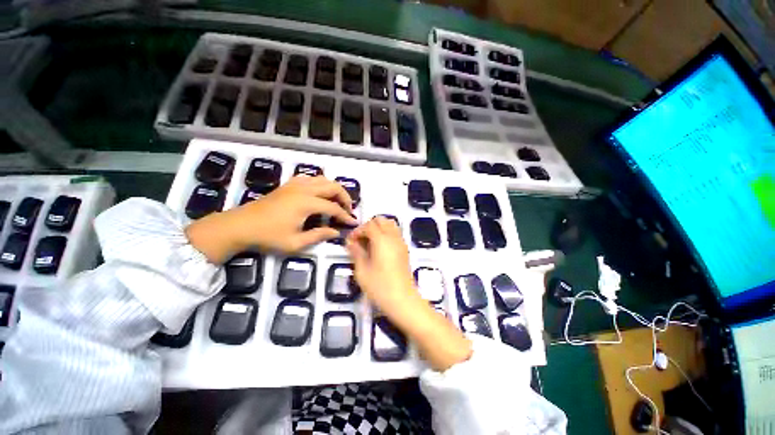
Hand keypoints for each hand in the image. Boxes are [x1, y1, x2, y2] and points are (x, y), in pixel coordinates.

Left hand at [186, 176, 356, 262]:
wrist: (240, 225)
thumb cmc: (267, 236)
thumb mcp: (295, 242)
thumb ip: (318, 236)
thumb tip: (336, 232)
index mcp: (306, 203)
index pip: (333, 207)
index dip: (345, 215)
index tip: (354, 222)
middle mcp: (303, 189)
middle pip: (332, 186)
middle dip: (345, 197)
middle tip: (349, 209)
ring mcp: (295, 185)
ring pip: (322, 179)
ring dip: (334, 189)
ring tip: (338, 201)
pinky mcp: (288, 185)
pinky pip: (310, 178)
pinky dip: (320, 183)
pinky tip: (320, 193)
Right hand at [345, 217, 417, 314]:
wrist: (403, 300)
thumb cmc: (380, 287)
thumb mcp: (362, 271)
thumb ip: (356, 252)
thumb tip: (350, 242)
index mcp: (381, 240)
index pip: (369, 225)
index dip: (358, 231)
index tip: (351, 242)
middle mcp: (393, 237)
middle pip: (381, 220)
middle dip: (368, 226)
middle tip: (360, 241)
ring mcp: (401, 242)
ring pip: (390, 224)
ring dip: (378, 229)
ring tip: (369, 243)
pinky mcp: (405, 249)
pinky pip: (395, 233)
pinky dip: (386, 234)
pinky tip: (379, 249)